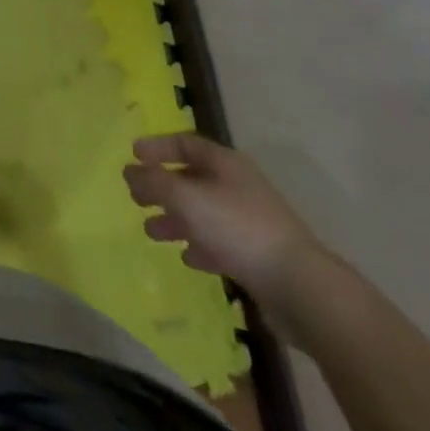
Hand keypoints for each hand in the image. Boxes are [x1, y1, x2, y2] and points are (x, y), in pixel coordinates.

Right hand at [123, 134, 321, 304]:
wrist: (301, 287)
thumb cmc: (238, 229)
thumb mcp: (187, 198)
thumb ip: (153, 181)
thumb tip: (128, 169)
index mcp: (225, 163)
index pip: (185, 143)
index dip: (157, 147)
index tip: (133, 156)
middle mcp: (237, 186)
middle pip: (192, 178)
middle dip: (162, 187)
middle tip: (135, 197)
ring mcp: (250, 222)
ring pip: (203, 213)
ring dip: (175, 219)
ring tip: (151, 231)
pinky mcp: (258, 255)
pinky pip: (220, 243)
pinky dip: (200, 245)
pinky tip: (187, 257)